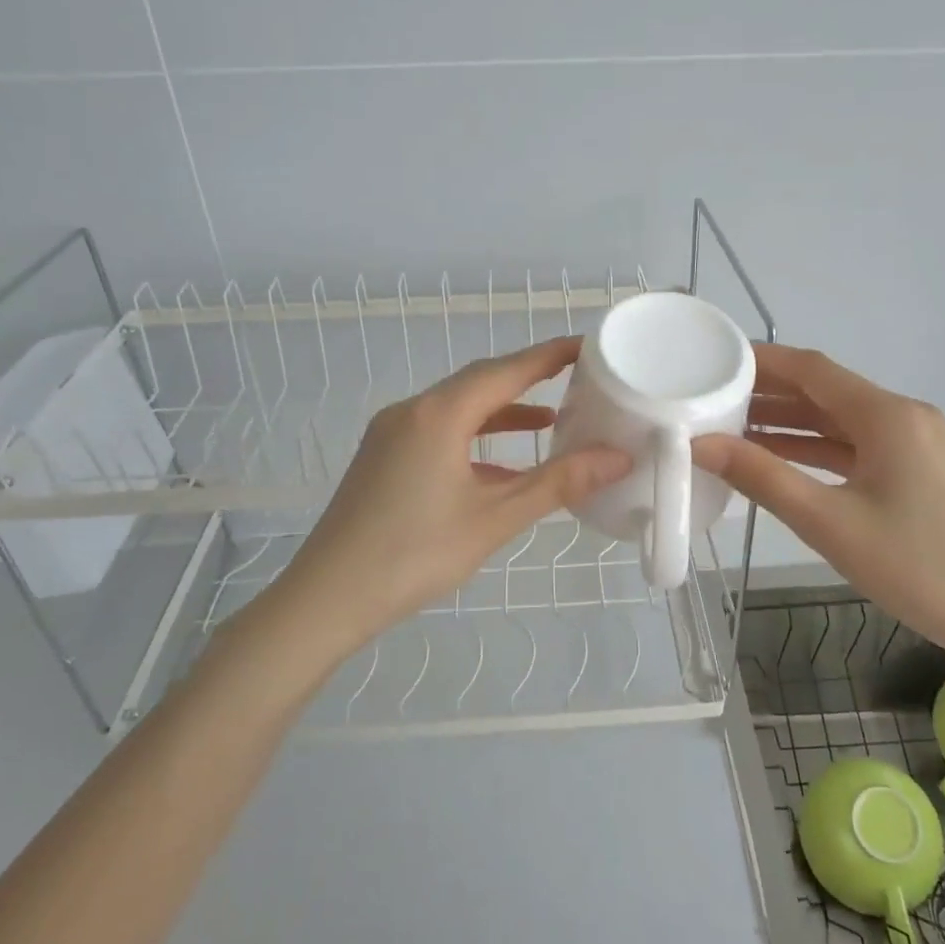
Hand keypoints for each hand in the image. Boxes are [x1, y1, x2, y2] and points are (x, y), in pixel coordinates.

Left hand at [273, 337, 631, 646]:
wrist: (327, 597)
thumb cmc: (415, 554)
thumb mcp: (494, 519)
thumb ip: (558, 484)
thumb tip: (617, 458)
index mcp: (438, 415)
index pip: (505, 370)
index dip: (549, 356)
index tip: (587, 346)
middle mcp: (412, 411)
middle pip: (479, 382)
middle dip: (527, 378)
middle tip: (574, 378)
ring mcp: (391, 434)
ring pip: (457, 408)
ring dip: (501, 412)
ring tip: (548, 421)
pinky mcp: (382, 459)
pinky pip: (439, 433)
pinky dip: (474, 439)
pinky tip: (499, 466)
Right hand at [692, 344, 944, 652]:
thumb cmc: (911, 565)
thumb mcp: (826, 521)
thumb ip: (760, 477)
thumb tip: (699, 445)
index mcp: (887, 416)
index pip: (813, 369)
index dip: (763, 361)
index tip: (716, 360)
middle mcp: (903, 416)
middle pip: (825, 391)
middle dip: (770, 393)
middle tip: (713, 397)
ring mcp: (912, 442)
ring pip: (838, 419)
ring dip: (789, 422)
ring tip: (732, 426)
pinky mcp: (913, 468)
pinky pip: (853, 445)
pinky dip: (814, 447)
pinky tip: (776, 457)